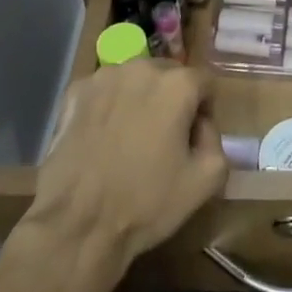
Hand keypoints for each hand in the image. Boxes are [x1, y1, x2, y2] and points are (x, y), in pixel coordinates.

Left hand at [24, 60, 227, 280]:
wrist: (77, 223)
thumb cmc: (146, 202)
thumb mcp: (206, 181)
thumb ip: (216, 140)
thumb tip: (201, 125)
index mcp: (177, 84)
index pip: (205, 83)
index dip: (205, 110)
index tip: (194, 138)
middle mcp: (141, 68)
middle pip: (169, 75)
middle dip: (173, 100)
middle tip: (164, 138)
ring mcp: (104, 77)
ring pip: (135, 80)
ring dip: (140, 99)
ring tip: (130, 138)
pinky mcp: (75, 92)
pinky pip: (105, 91)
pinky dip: (110, 106)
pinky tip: (103, 138)